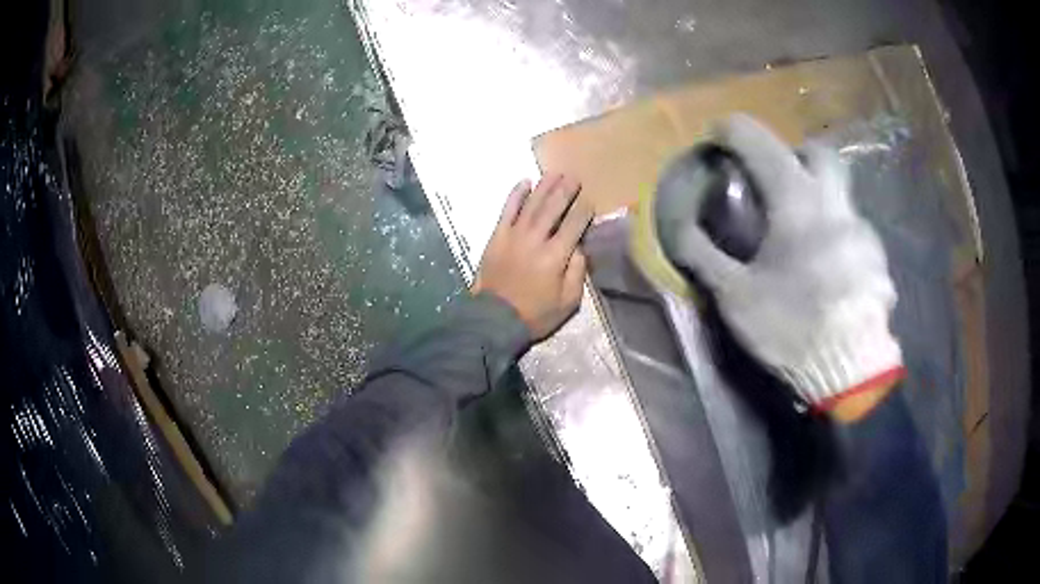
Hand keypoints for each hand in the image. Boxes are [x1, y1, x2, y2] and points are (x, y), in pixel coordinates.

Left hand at [472, 175, 591, 340]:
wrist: (495, 319)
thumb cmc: (535, 314)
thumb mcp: (568, 302)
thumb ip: (577, 272)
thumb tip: (579, 248)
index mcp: (556, 256)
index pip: (574, 225)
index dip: (584, 211)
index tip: (589, 201)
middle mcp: (536, 239)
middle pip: (553, 208)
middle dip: (565, 191)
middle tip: (574, 178)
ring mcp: (514, 235)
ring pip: (532, 204)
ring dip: (544, 186)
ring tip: (554, 174)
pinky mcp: (497, 236)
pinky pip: (507, 210)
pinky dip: (515, 195)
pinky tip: (524, 182)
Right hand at [670, 115, 902, 414]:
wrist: (852, 372)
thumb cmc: (792, 326)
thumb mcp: (735, 296)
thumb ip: (703, 255)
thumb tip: (674, 226)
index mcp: (796, 199)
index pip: (758, 140)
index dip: (731, 131)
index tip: (717, 137)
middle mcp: (835, 202)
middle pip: (817, 151)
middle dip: (793, 153)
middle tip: (776, 178)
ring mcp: (862, 230)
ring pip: (841, 192)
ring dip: (819, 199)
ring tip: (801, 236)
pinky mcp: (877, 259)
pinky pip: (854, 230)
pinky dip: (837, 234)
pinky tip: (828, 268)